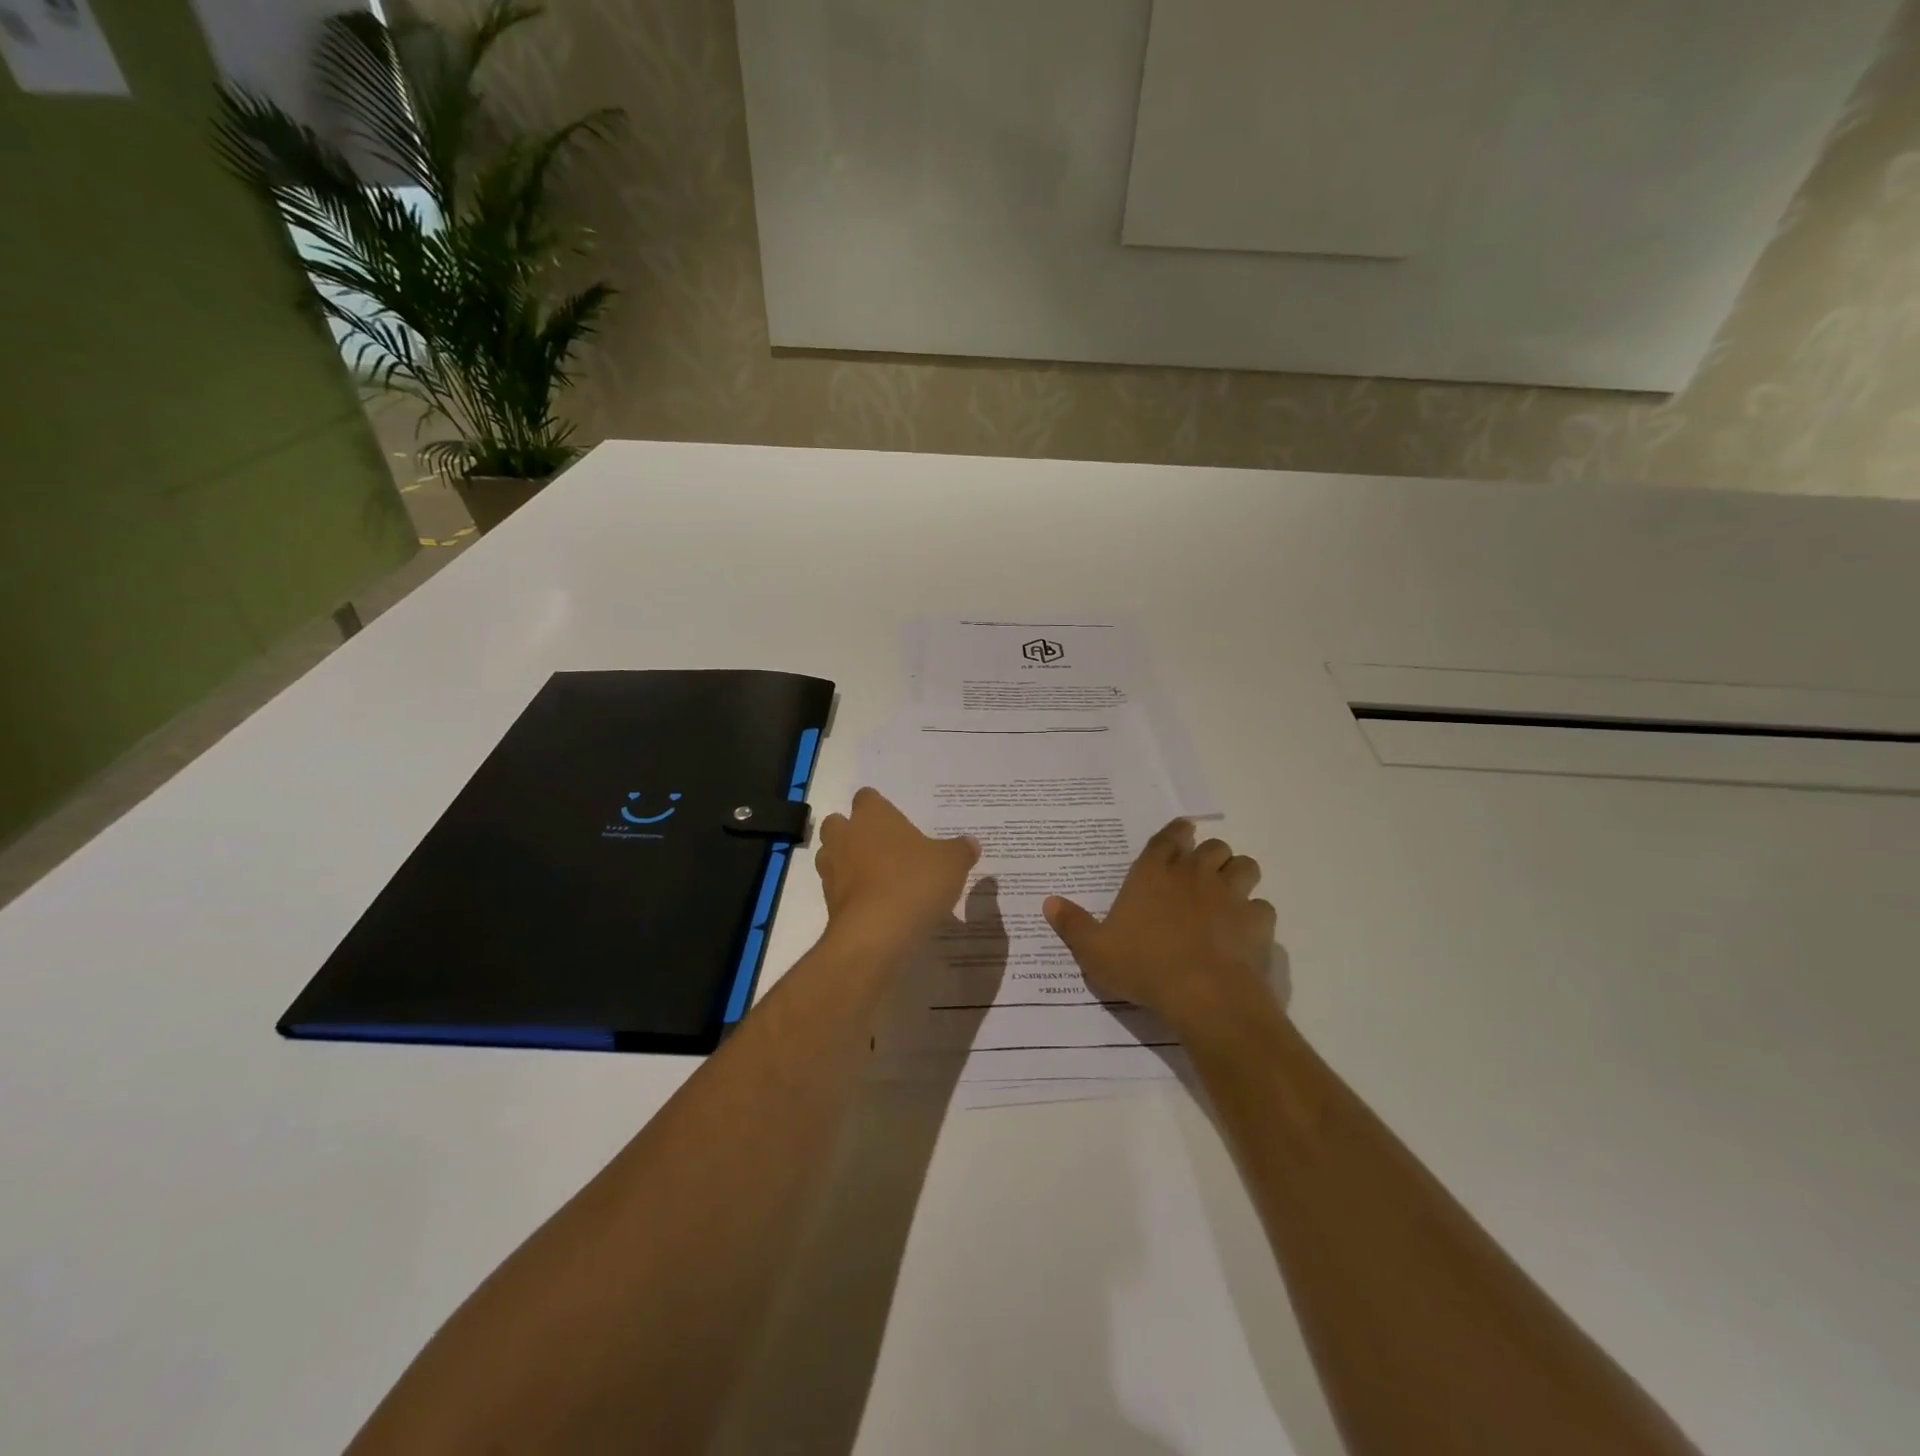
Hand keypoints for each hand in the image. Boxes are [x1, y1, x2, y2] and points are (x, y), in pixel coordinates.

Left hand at [816, 788, 979, 952]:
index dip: (879, 806)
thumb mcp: (952, 863)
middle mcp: (845, 837)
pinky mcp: (829, 903)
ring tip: (877, 878)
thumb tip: (971, 843)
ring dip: (848, 863)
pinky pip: (838, 890)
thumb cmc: (914, 882)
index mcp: (873, 816)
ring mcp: (832, 870)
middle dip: (854, 832)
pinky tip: (876, 906)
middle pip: (838, 823)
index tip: (896, 820)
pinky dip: (851, 894)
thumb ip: (961, 850)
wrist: (875, 934)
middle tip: (882, 846)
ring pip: (831, 856)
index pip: (867, 797)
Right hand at [1044, 820, 1277, 1034]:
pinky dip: (1255, 915)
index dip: (1176, 832)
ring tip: (1229, 892)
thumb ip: (1072, 924)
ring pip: (1244, 866)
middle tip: (1201, 872)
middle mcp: (1193, 875)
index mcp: (1152, 875)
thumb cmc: (1143, 966)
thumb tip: (1049, 902)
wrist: (1204, 995)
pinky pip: (1262, 907)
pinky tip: (1245, 930)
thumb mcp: (1094, 951)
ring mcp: (1229, 896)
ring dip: (1238, 874)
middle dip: (1209, 854)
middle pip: (1212, 847)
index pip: (1167, 838)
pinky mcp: (1256, 921)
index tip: (1183, 830)